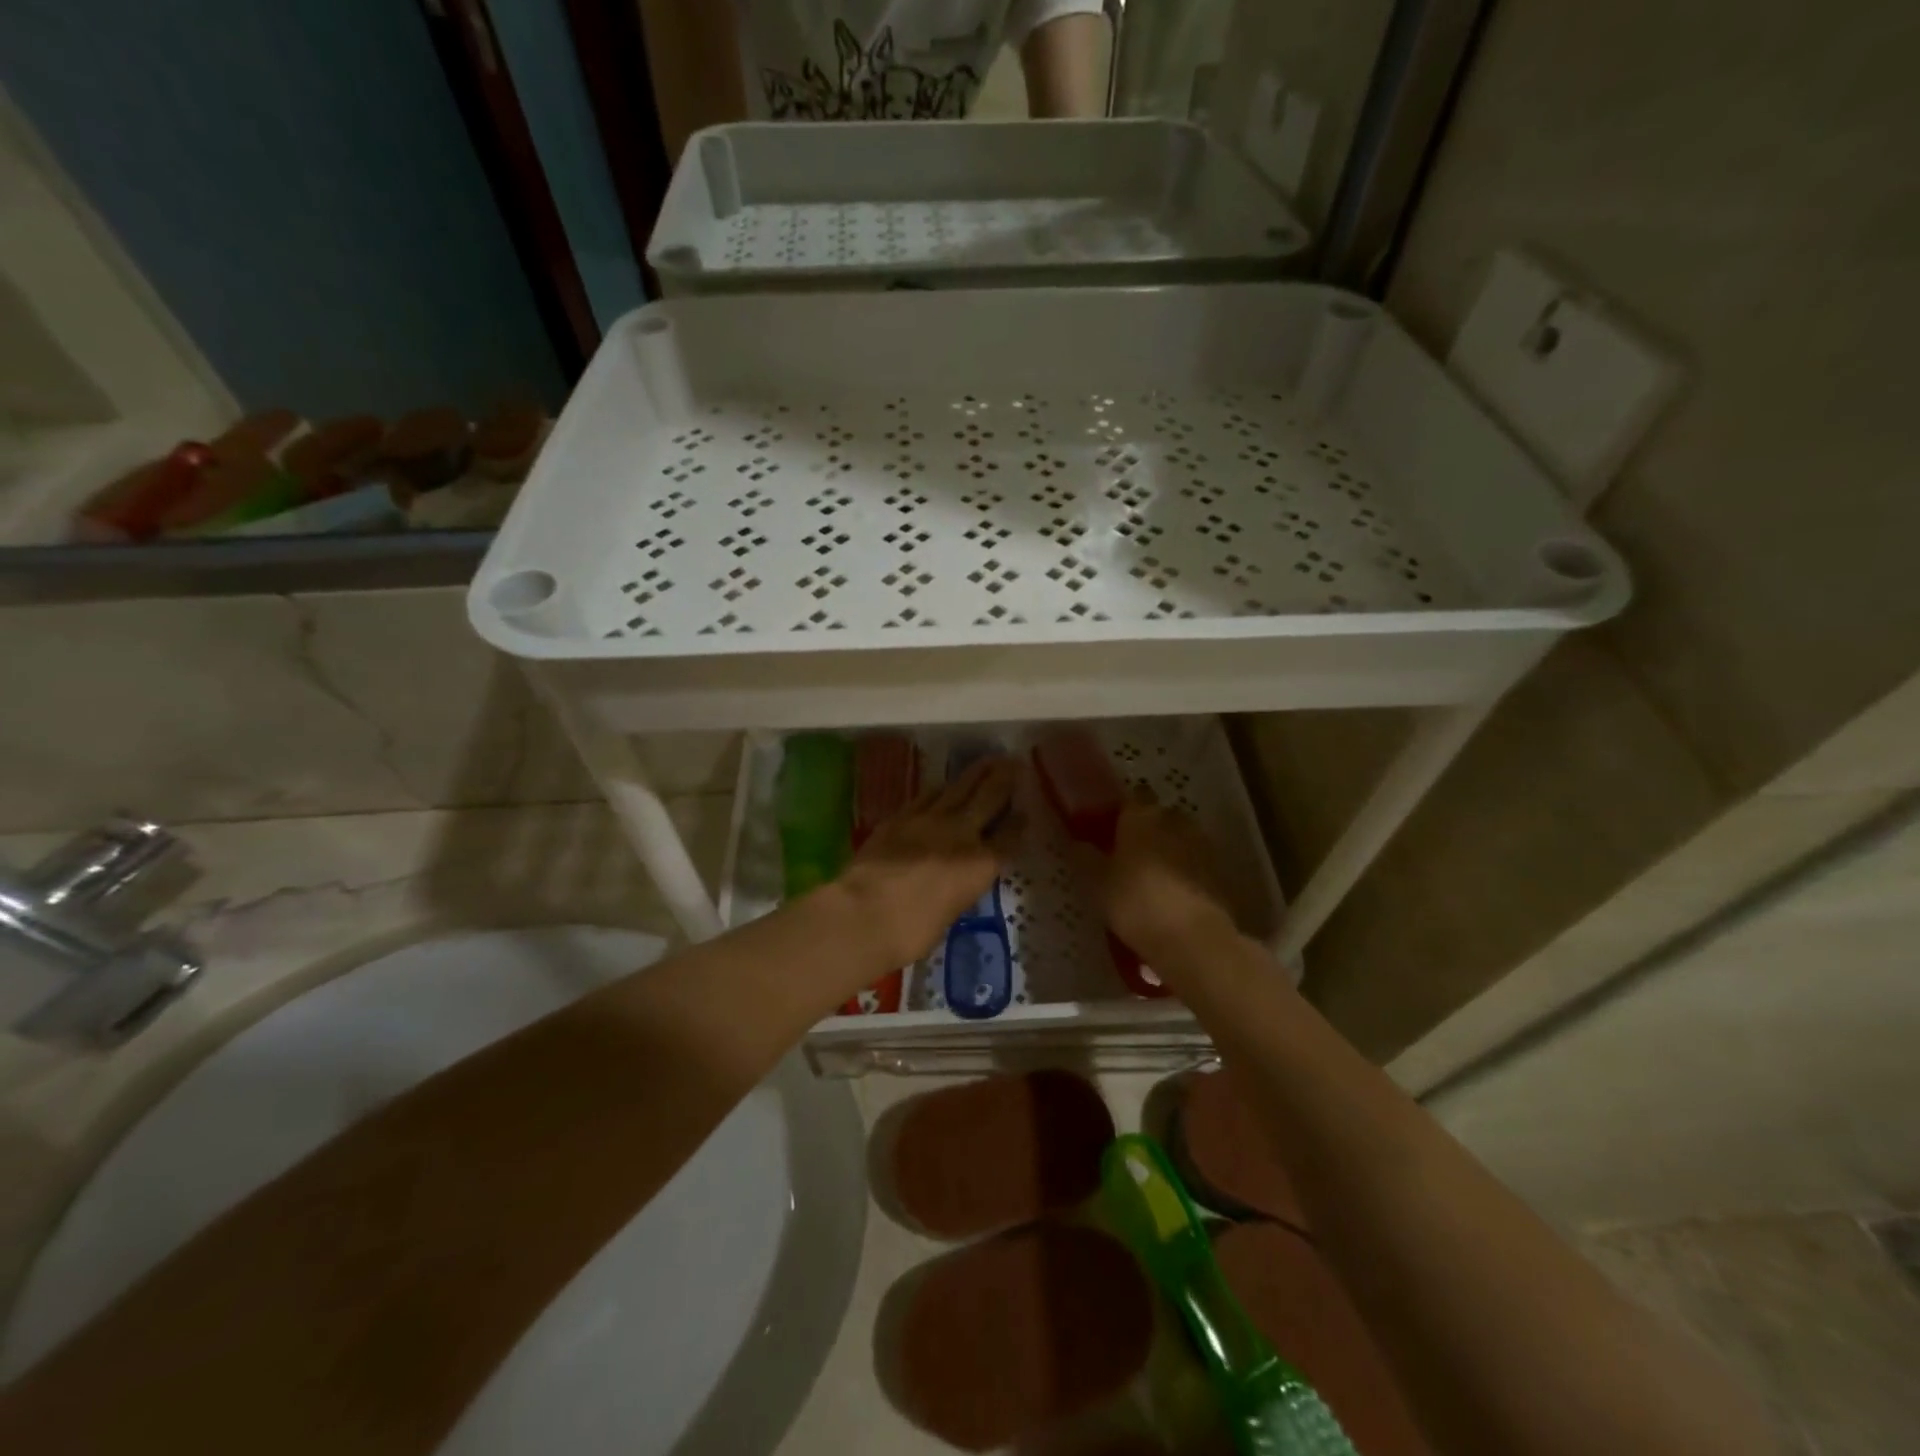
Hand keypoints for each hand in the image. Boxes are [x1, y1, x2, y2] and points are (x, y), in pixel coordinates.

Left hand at [836, 757, 1022, 966]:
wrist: (865, 913)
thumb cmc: (912, 931)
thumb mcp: (950, 914)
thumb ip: (958, 890)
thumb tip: (954, 883)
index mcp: (981, 865)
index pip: (1009, 837)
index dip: (1019, 823)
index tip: (1025, 810)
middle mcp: (961, 834)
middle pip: (989, 798)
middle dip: (1004, 779)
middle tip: (1015, 762)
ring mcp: (929, 820)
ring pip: (959, 788)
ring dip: (976, 773)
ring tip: (988, 761)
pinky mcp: (900, 817)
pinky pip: (927, 796)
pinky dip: (941, 789)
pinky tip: (944, 786)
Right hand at [1087, 799, 1237, 966]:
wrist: (1193, 939)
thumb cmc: (1136, 902)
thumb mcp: (1098, 884)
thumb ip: (1087, 858)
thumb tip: (1079, 843)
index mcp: (1141, 816)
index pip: (1131, 800)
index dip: (1120, 814)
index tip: (1108, 831)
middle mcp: (1174, 821)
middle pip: (1158, 817)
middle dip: (1146, 832)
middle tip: (1128, 856)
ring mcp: (1201, 845)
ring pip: (1179, 840)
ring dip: (1168, 852)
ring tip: (1151, 880)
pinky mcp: (1219, 872)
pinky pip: (1195, 864)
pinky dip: (1185, 873)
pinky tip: (1172, 896)